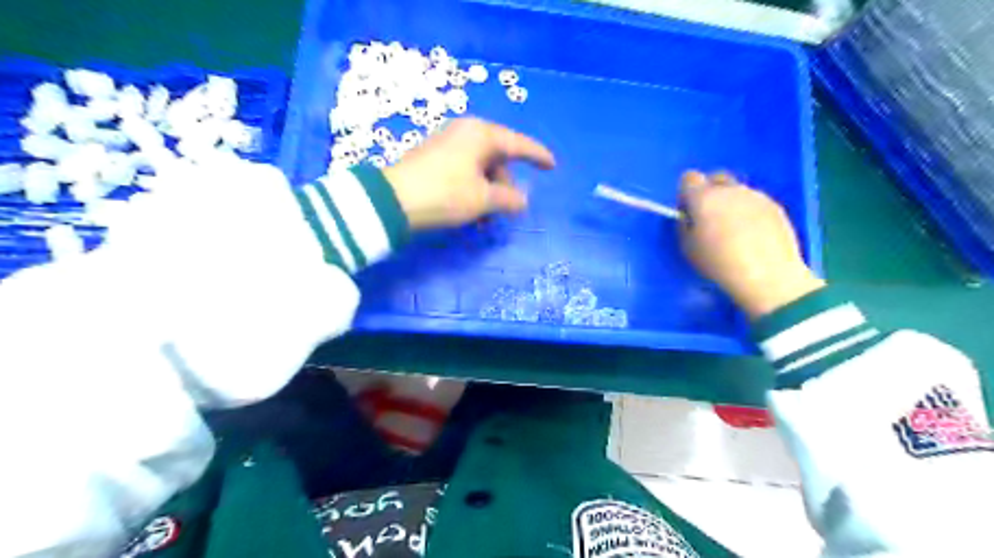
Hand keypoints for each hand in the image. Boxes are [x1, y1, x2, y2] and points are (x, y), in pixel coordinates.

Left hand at [381, 117, 555, 229]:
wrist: (391, 201)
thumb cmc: (445, 194)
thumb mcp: (483, 199)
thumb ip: (509, 199)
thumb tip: (522, 200)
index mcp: (482, 134)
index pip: (518, 144)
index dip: (537, 156)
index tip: (552, 166)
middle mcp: (465, 132)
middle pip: (498, 158)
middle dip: (505, 185)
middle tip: (508, 209)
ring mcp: (447, 143)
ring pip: (481, 168)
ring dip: (488, 193)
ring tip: (484, 219)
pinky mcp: (433, 157)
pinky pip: (464, 171)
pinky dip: (473, 189)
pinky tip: (469, 212)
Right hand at [680, 171, 826, 320]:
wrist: (767, 274)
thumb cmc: (719, 263)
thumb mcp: (687, 248)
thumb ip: (685, 225)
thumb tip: (689, 217)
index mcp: (704, 197)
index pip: (688, 178)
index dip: (686, 195)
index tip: (688, 213)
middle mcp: (730, 189)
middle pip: (715, 178)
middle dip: (710, 192)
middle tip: (709, 219)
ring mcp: (756, 195)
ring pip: (737, 191)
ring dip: (731, 203)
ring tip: (734, 231)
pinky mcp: (775, 206)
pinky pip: (755, 202)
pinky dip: (749, 213)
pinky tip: (752, 236)